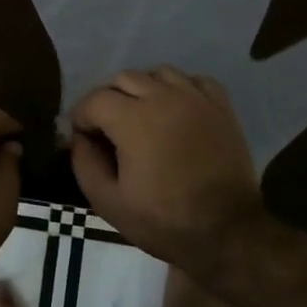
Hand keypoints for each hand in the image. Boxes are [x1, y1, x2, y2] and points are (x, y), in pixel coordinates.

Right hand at [69, 67, 265, 278]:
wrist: (227, 233)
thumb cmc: (164, 221)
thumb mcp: (108, 202)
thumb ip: (84, 163)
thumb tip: (79, 138)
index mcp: (133, 120)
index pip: (94, 100)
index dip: (81, 118)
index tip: (83, 139)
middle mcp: (163, 98)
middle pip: (123, 79)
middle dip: (107, 100)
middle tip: (108, 129)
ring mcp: (196, 99)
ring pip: (158, 73)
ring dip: (143, 90)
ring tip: (142, 117)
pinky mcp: (221, 107)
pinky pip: (194, 80)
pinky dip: (179, 89)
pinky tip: (176, 110)